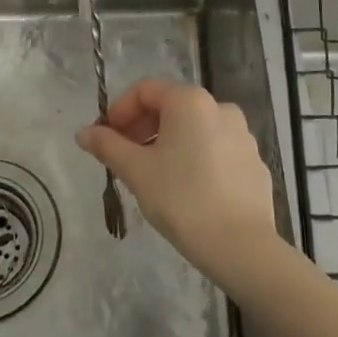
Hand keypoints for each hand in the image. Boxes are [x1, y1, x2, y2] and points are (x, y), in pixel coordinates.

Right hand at [76, 78, 279, 280]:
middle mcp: (220, 107)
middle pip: (171, 106)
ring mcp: (242, 135)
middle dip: (142, 127)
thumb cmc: (182, 200)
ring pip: (194, 129)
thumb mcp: (136, 171)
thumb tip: (83, 133)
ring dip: (168, 143)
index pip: (145, 90)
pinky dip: (195, 158)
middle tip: (123, 157)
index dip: (119, 110)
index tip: (104, 138)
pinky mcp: (254, 162)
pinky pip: (216, 150)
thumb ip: (108, 146)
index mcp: (190, 101)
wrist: (241, 246)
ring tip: (152, 175)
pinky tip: (186, 190)